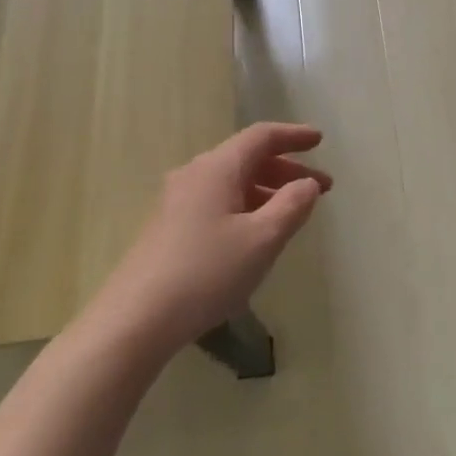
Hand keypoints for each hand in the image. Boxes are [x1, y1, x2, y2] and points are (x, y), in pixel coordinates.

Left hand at [99, 123, 330, 355]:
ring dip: (267, 191)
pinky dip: (246, 206)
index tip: (320, 141)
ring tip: (293, 214)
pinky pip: (217, 202)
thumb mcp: (262, 240)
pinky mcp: (169, 227)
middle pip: (247, 158)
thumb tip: (308, 183)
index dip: (294, 136)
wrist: (135, 319)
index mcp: (218, 168)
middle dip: (286, 170)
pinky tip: (255, 234)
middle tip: (320, 188)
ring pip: (232, 182)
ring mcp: (177, 201)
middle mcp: (195, 175)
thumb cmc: (206, 272)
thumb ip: (292, 206)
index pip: (261, 137)